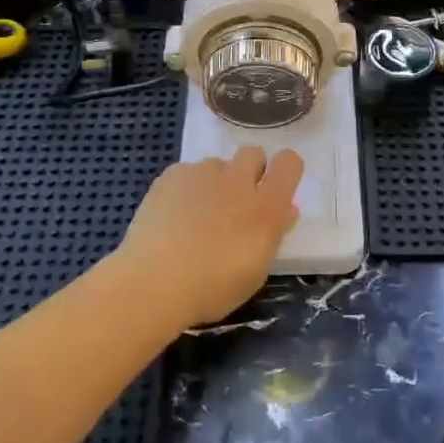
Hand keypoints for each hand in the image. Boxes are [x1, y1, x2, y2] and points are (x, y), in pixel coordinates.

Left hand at [116, 148, 302, 330]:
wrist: (154, 282)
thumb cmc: (212, 289)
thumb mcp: (255, 272)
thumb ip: (272, 235)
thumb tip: (285, 212)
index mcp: (266, 207)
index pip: (289, 163)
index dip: (284, 171)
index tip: (276, 189)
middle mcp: (238, 181)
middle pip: (254, 153)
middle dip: (250, 171)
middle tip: (237, 202)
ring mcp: (203, 174)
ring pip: (218, 164)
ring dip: (216, 181)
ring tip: (197, 213)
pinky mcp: (172, 175)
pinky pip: (188, 172)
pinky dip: (186, 187)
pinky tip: (173, 213)